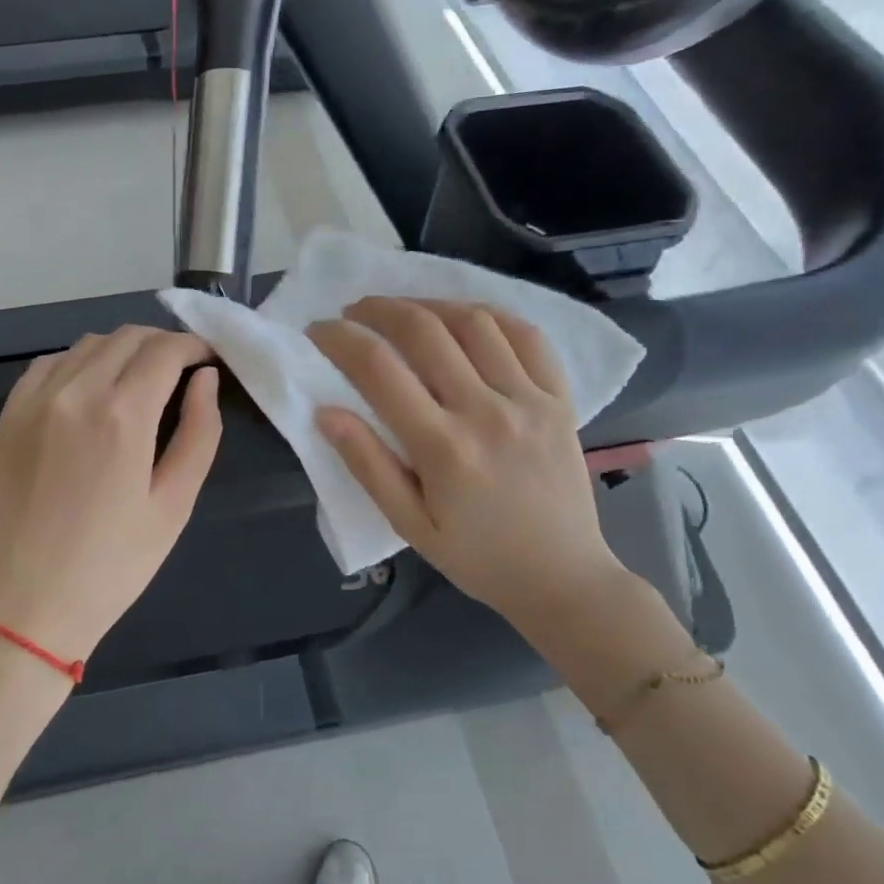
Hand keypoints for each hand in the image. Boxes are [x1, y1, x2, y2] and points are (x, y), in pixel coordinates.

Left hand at [0, 326, 222, 663]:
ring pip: (87, 344)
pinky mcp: (7, 417)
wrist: (22, 609)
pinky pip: (48, 365)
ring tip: (138, 381)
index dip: (194, 347)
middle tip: (181, 372)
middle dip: (162, 344)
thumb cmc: (111, 566)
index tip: (208, 362)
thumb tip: (206, 380)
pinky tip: (88, 392)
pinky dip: (78, 363)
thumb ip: (199, 433)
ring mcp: (33, 401)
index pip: (165, 349)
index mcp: (122, 414)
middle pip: (127, 337)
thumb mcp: (174, 505)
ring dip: (121, 350)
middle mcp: (75, 392)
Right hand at [308, 298, 626, 636]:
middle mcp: (486, 411)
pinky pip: (527, 335)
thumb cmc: (477, 557)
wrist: (564, 578)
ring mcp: (529, 400)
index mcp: (443, 448)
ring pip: (474, 322)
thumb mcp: (409, 525)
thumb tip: (325, 412)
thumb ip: (367, 465)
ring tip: (405, 312)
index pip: (378, 369)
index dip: (340, 339)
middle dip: (378, 309)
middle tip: (354, 311)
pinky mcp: (560, 399)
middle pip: (424, 330)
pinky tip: (465, 318)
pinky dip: (490, 315)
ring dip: (429, 305)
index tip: (318, 330)